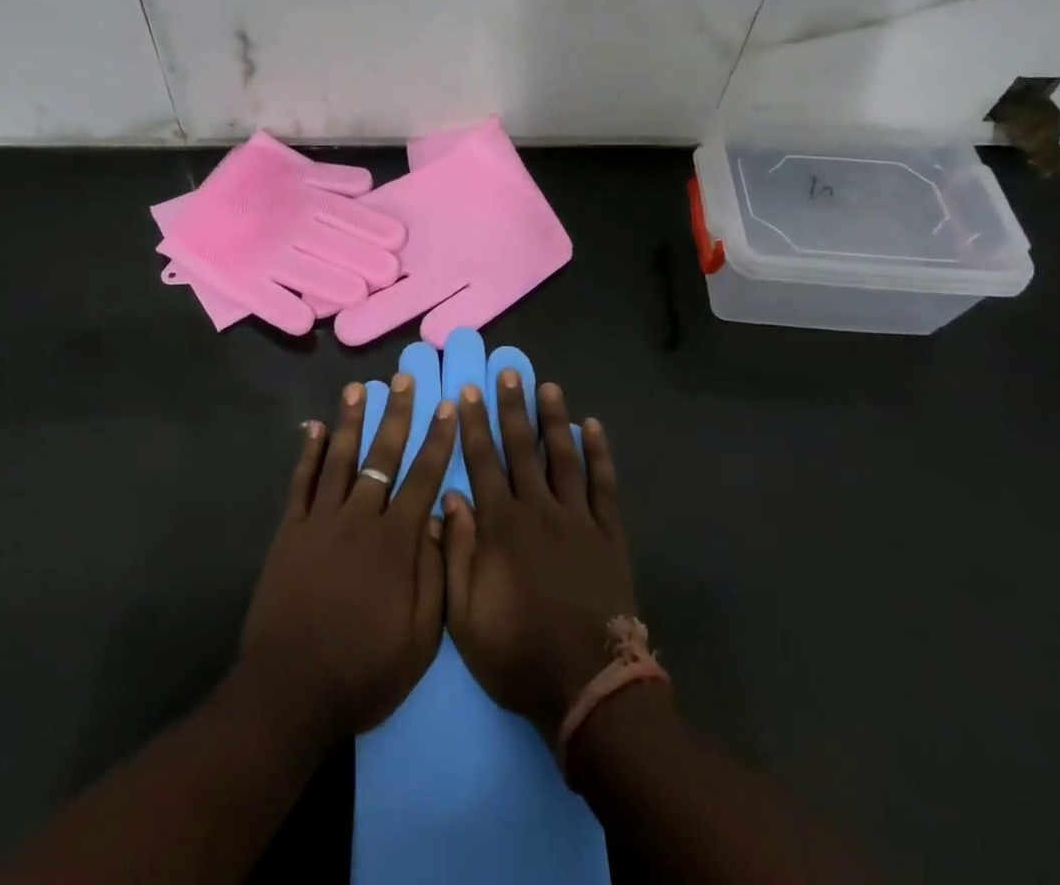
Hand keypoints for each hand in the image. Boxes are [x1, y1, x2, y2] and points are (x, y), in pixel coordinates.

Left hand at [239, 376, 456, 743]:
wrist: (291, 690)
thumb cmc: (364, 669)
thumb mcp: (420, 637)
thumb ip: (435, 572)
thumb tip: (443, 516)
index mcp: (396, 541)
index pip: (423, 478)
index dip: (438, 441)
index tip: (448, 407)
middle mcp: (359, 518)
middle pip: (382, 456)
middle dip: (396, 414)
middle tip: (403, 379)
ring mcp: (321, 521)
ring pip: (339, 458)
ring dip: (350, 421)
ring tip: (358, 388)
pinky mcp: (290, 532)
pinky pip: (301, 483)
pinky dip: (308, 453)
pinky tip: (312, 428)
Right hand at [443, 372, 636, 740]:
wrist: (588, 687)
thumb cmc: (519, 654)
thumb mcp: (465, 616)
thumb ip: (456, 553)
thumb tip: (451, 497)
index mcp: (502, 527)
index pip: (483, 463)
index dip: (473, 426)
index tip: (466, 393)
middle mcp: (539, 510)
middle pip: (522, 449)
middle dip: (512, 408)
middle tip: (508, 373)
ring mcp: (578, 519)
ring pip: (563, 456)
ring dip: (554, 419)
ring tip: (548, 386)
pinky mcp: (608, 534)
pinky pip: (604, 485)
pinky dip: (599, 454)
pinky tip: (594, 427)